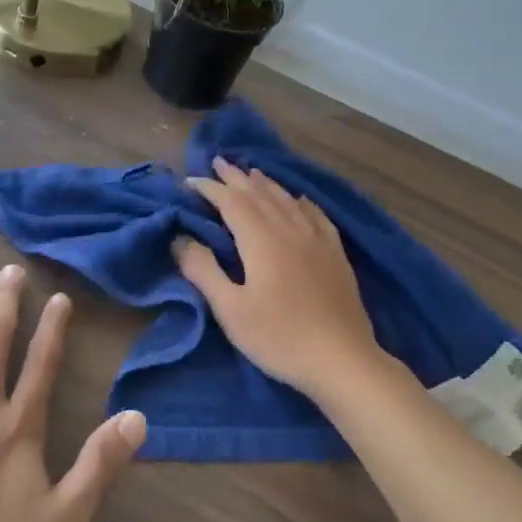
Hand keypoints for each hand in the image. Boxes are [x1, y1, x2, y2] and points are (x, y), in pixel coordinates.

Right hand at [173, 157, 381, 396]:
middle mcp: (291, 230)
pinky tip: (300, 200)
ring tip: (252, 173)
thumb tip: (180, 239)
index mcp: (262, 241)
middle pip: (260, 195)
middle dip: (237, 178)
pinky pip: (317, 216)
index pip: (232, 203)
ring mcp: (318, 241)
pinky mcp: (336, 255)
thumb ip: (204, 271)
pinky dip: (302, 202)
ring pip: (288, 201)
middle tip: (219, 162)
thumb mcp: (231, 310)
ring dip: (267, 185)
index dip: (210, 189)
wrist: (342, 360)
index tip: (190, 180)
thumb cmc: (279, 338)